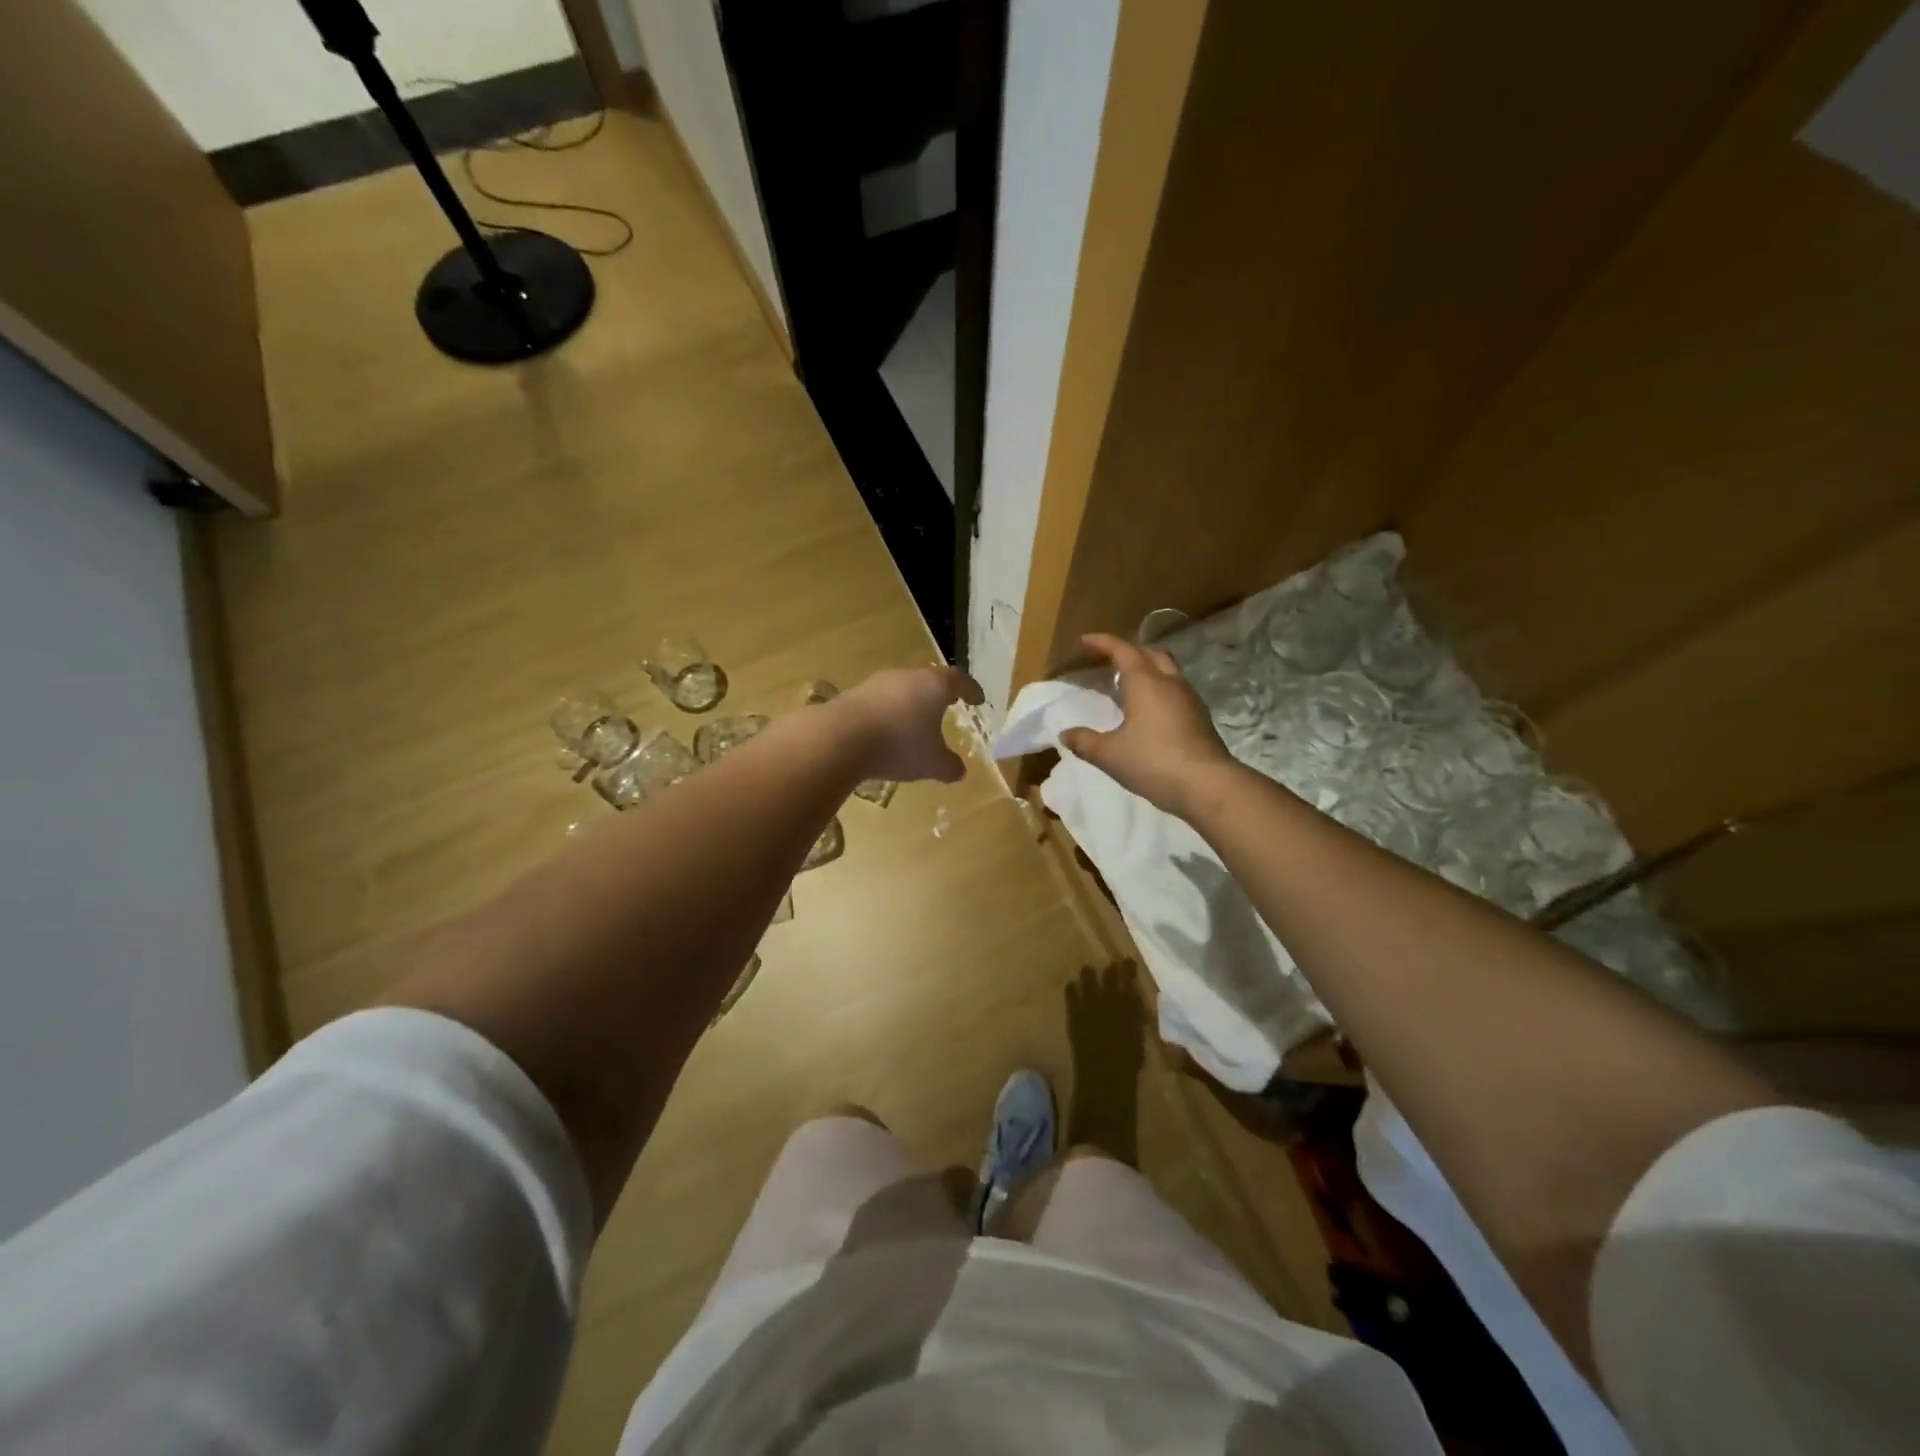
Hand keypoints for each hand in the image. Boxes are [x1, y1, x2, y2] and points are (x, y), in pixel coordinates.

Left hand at [832, 665, 983, 783]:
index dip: (970, 690)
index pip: (959, 680)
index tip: (977, 699)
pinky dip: (888, 714)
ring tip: (915, 722)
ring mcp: (877, 683)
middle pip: (928, 680)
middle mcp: (906, 676)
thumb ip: (949, 766)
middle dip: (938, 694)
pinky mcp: (853, 694)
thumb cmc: (899, 745)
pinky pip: (879, 702)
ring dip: (910, 704)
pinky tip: (886, 732)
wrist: (840, 738)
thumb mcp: (932, 763)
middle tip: (947, 706)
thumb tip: (959, 770)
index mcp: (934, 685)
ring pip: (902, 689)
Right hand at [1059, 633, 1232, 816]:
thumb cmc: (1152, 761)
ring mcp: (1190, 700)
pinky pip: (1177, 692)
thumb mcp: (1109, 754)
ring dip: (1149, 671)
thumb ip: (1085, 742)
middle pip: (1151, 654)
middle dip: (1131, 652)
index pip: (1123, 650)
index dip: (1103, 642)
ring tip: (1130, 686)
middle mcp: (1170, 683)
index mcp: (1146, 682)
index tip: (1086, 640)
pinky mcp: (1201, 718)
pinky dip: (1161, 692)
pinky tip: (1151, 712)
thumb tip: (1065, 734)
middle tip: (1111, 661)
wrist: (1206, 785)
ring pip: (1168, 672)